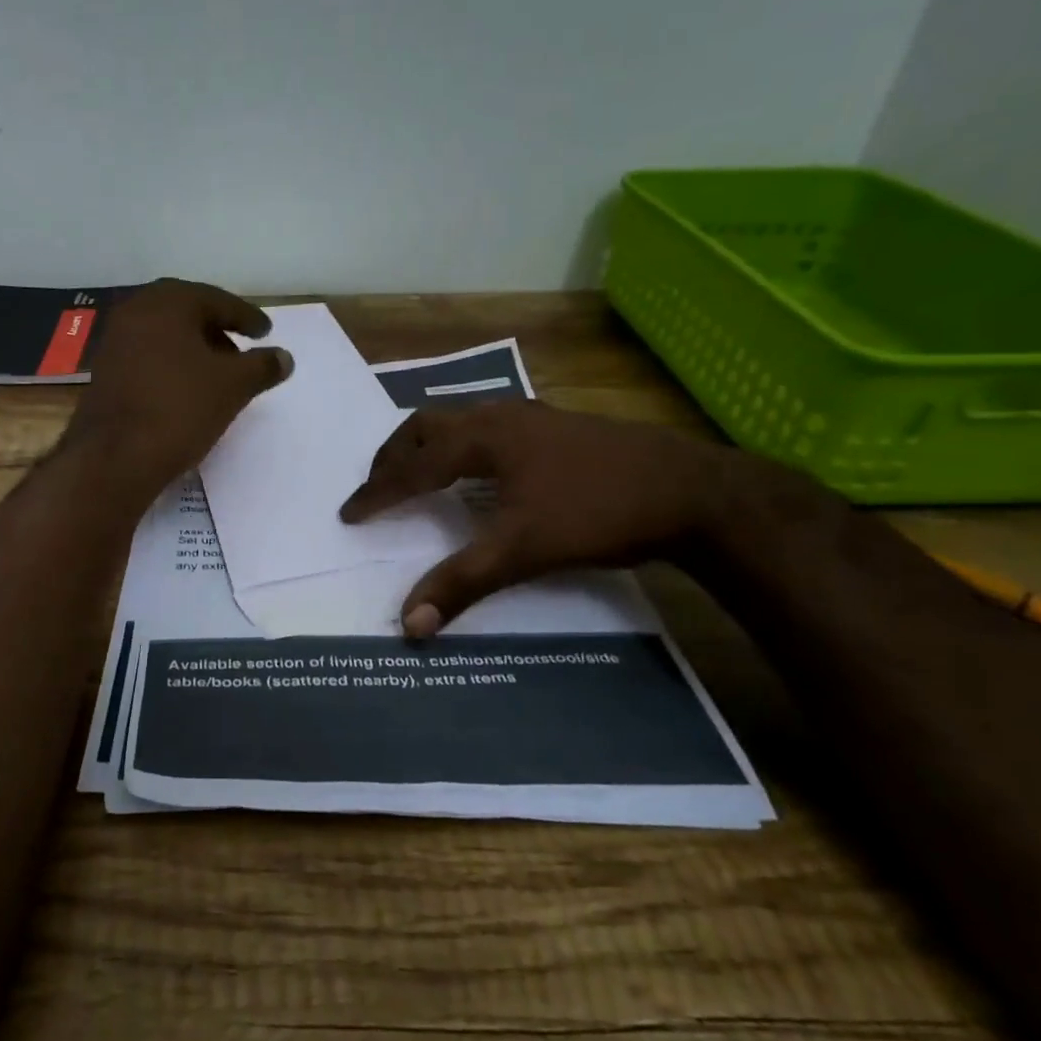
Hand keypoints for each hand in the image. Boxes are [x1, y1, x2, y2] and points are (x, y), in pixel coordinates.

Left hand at [64, 278, 291, 498]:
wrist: (116, 457)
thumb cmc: (180, 408)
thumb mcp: (233, 386)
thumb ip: (262, 367)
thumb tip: (284, 357)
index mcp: (168, 303)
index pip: (217, 300)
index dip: (246, 317)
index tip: (266, 332)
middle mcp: (136, 311)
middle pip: (187, 313)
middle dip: (217, 330)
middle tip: (242, 350)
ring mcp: (115, 342)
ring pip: (165, 335)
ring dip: (194, 348)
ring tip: (219, 374)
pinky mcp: (105, 372)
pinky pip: (148, 356)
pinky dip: (172, 364)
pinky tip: (187, 390)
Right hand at [339, 401, 740, 636]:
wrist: (692, 490)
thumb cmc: (597, 513)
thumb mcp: (522, 550)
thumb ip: (461, 583)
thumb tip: (408, 624)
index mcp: (482, 437)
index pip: (412, 465)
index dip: (377, 492)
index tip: (349, 514)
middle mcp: (500, 415)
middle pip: (427, 425)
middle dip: (395, 455)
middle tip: (378, 487)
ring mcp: (532, 416)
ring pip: (460, 419)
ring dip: (428, 444)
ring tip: (417, 473)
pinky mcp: (557, 426)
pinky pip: (489, 425)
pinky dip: (462, 443)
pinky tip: (480, 468)